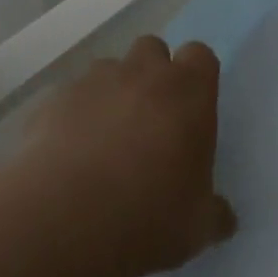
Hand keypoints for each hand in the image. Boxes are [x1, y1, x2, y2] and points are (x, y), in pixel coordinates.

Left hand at [25, 35, 237, 276]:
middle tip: (150, 120)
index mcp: (188, 93)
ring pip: (108, 69)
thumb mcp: (198, 227)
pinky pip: (69, 97)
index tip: (192, 109)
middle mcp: (142, 74)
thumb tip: (224, 217)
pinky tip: (68, 155)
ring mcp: (94, 82)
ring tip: (105, 139)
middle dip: (152, 74)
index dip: (196, 76)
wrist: (66, 221)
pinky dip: (73, 116)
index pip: (200, 55)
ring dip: (112, 92)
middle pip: (152, 49)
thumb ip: (214, 212)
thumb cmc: (149, 216)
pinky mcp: (54, 100)